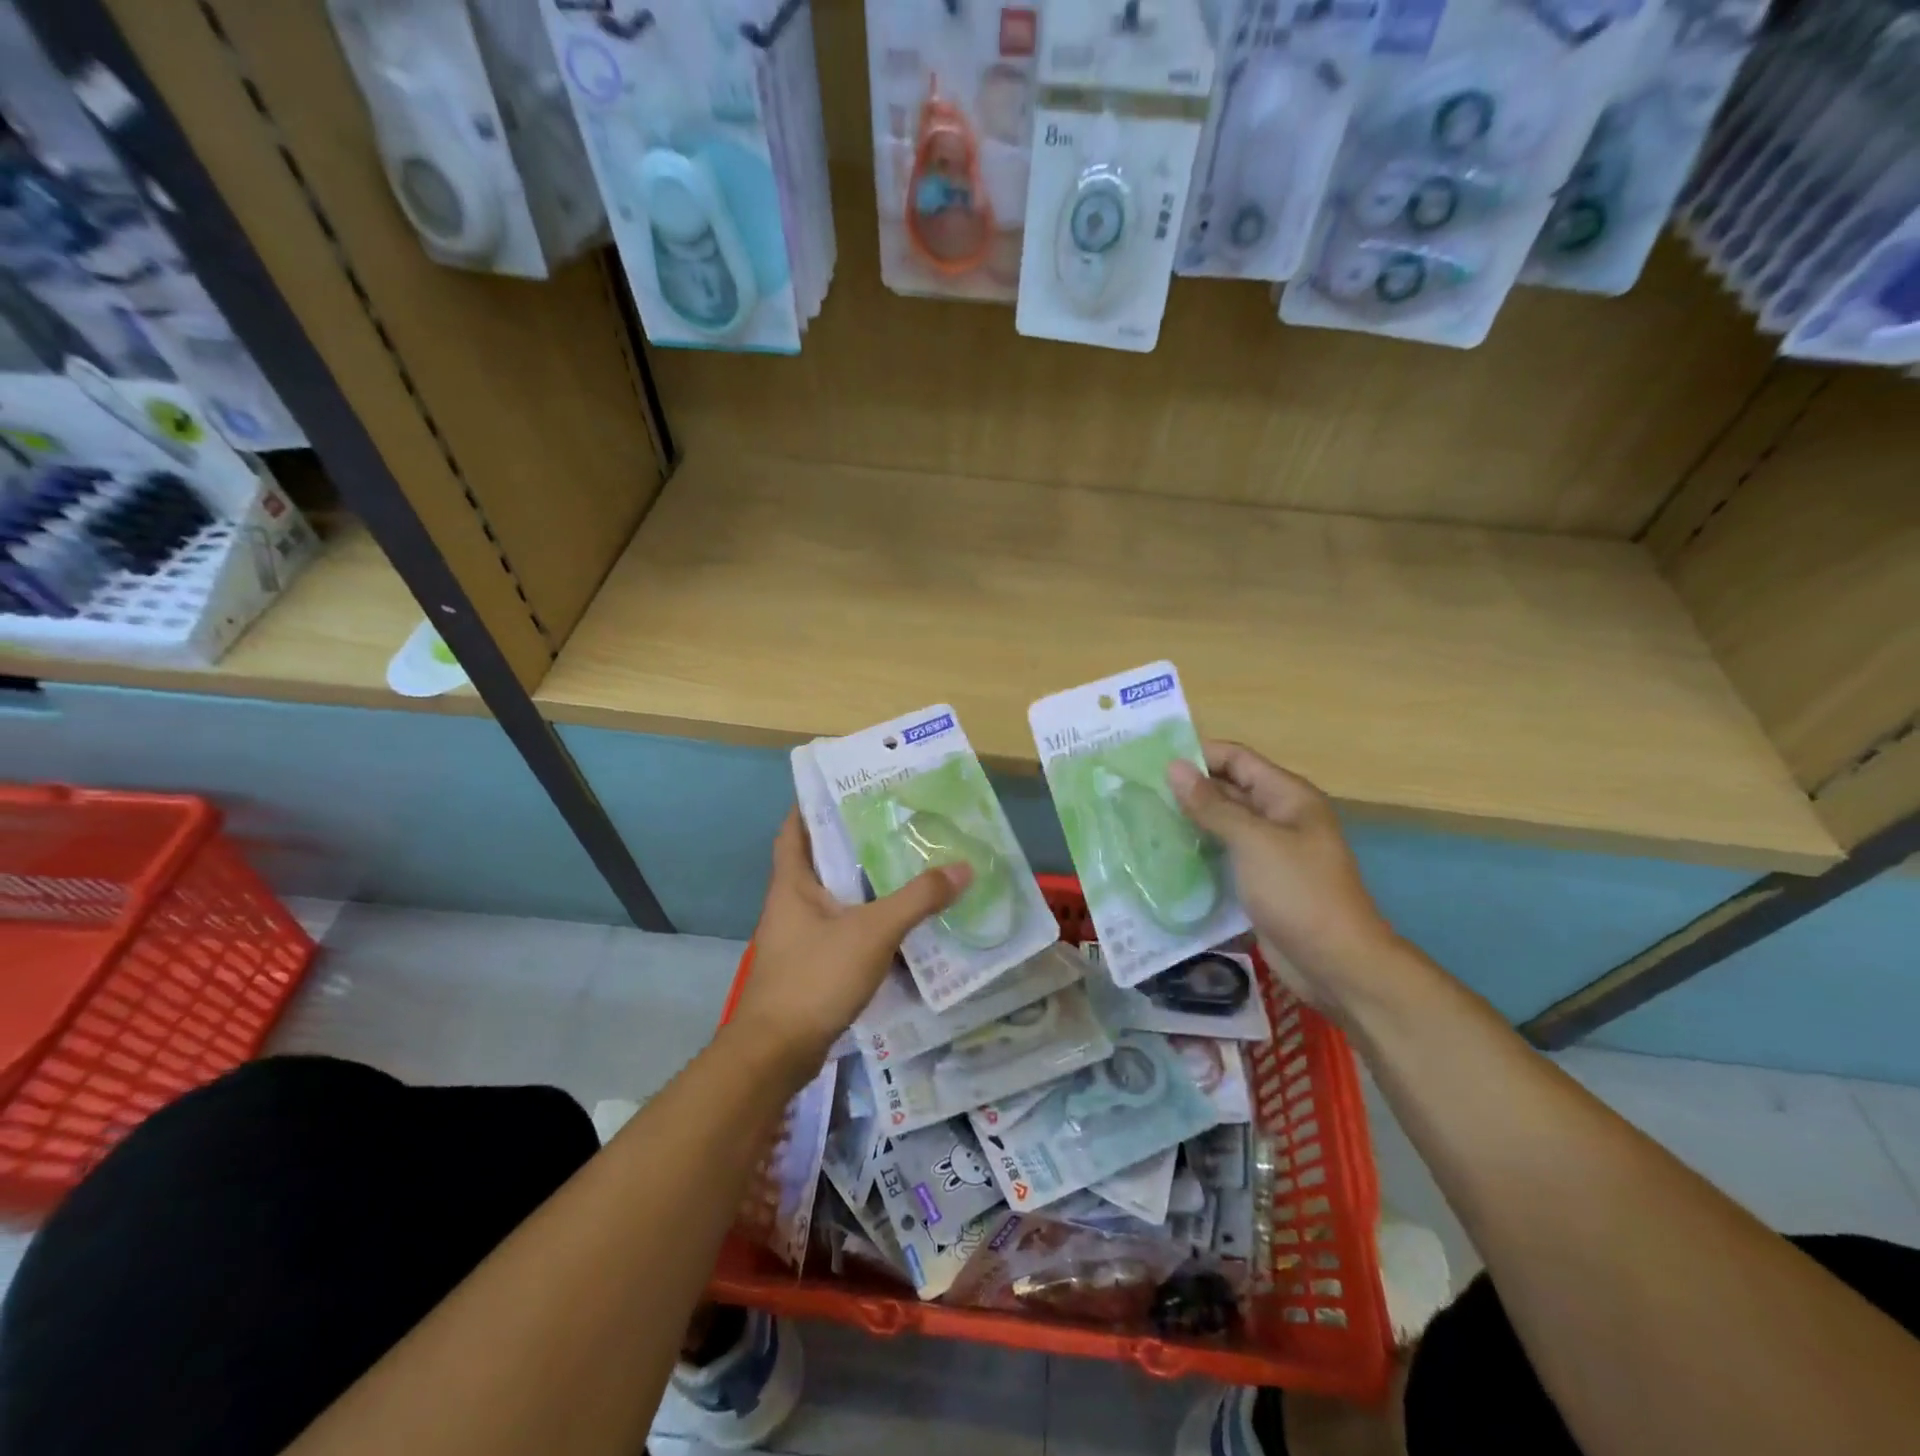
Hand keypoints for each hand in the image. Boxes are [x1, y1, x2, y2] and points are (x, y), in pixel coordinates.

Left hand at [731, 810, 969, 1079]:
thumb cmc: (815, 977)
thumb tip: (963, 868)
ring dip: (864, 882)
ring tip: (906, 863)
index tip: (849, 787)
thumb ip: (918, 899)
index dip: (814, 804)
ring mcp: (799, 937)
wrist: (777, 1053)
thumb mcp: (873, 932)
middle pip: (821, 859)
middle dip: (854, 841)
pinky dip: (868, 919)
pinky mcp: (812, 965)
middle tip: (896, 821)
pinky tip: (900, 920)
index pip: (795, 828)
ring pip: (835, 896)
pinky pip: (843, 929)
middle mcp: (791, 903)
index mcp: (792, 883)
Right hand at [1167, 742, 1402, 1018]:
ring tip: (1140, 822)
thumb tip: (1173, 766)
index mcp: (1286, 796)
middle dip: (1185, 790)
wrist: (1336, 964)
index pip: (1235, 758)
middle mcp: (1278, 817)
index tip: (1149, 761)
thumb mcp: (1253, 842)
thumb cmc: (1298, 892)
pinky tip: (1162, 858)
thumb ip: (1211, 804)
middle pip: (1226, 790)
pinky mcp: (1257, 882)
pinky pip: (1222, 858)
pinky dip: (1196, 854)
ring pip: (1221, 826)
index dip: (1197, 754)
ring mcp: (1268, 852)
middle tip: (1135, 793)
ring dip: (1187, 823)